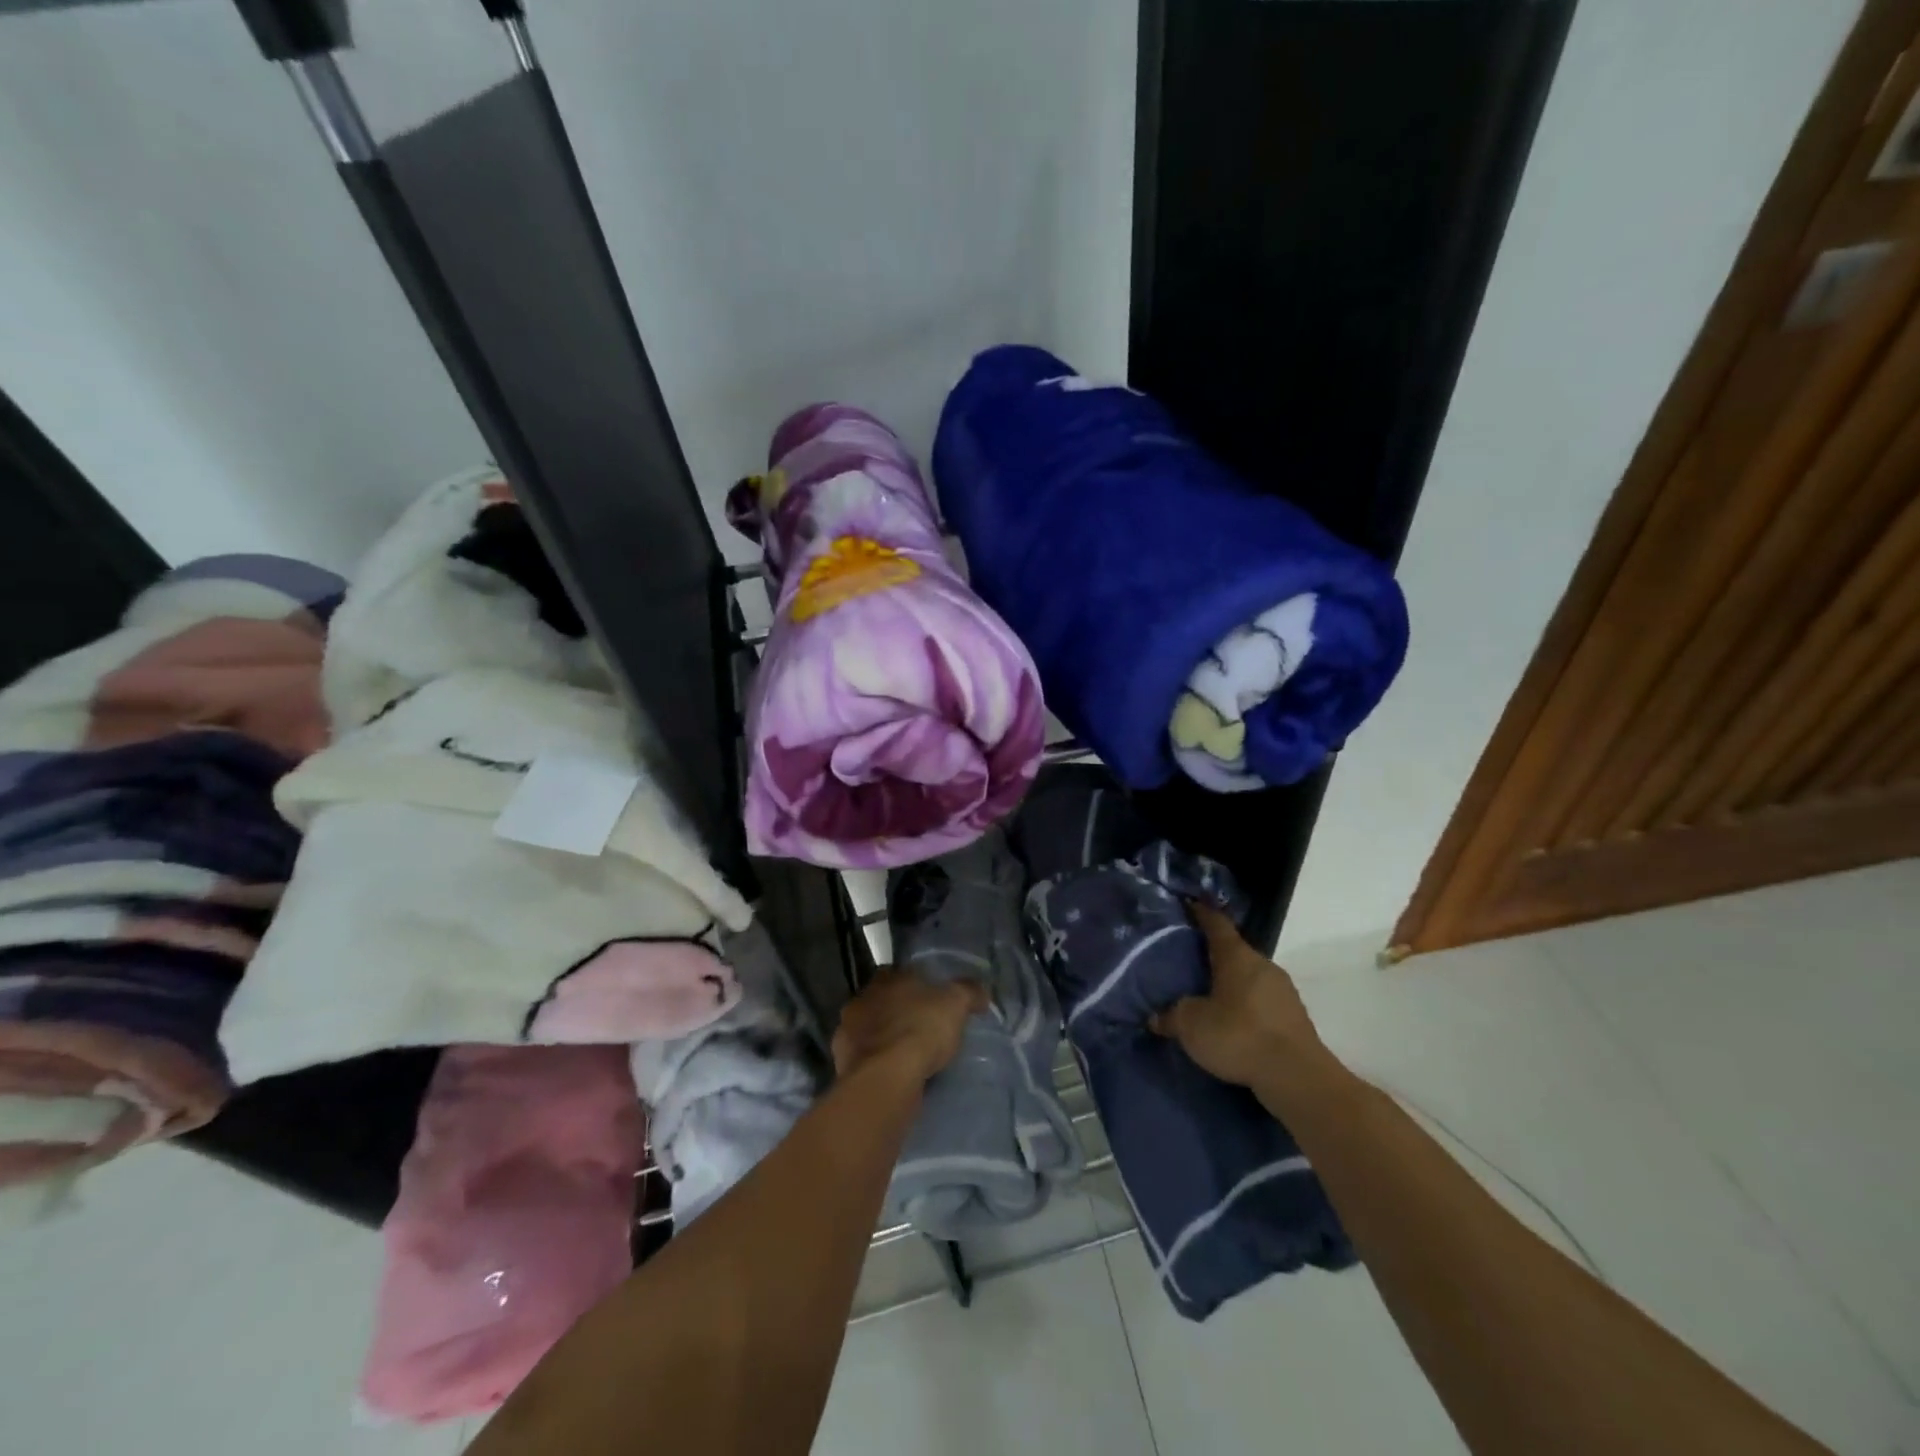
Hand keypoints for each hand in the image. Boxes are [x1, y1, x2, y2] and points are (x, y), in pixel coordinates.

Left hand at [832, 969, 986, 1083]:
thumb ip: (968, 992)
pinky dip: (874, 1062)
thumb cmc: (921, 1029)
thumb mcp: (956, 1005)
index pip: (897, 972)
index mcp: (887, 978)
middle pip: (880, 1000)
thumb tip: (982, 991)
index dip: (913, 984)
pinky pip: (862, 1057)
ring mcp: (848, 1030)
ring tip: (904, 1054)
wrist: (885, 1076)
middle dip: (895, 1010)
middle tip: (917, 1026)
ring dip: (882, 1037)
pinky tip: (889, 1073)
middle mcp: (862, 998)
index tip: (928, 998)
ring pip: (868, 1029)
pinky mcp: (842, 1061)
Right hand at [1151, 901, 1328, 1088]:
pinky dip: (1246, 1006)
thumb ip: (1171, 1016)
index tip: (1188, 905)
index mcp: (1236, 956)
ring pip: (1250, 978)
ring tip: (1208, 996)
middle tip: (1189, 962)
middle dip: (1214, 955)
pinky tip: (1233, 1024)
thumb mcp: (1191, 1025)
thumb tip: (1155, 1016)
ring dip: (1231, 984)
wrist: (1296, 1077)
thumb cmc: (1238, 1035)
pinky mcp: (1294, 1017)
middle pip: (1234, 951)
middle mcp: (1263, 965)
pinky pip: (1262, 1002)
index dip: (1201, 913)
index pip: (1216, 923)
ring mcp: (1283, 991)